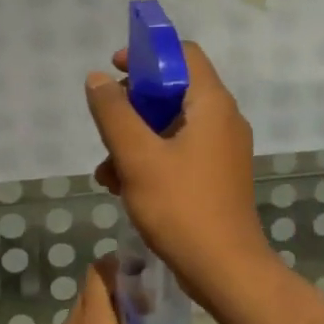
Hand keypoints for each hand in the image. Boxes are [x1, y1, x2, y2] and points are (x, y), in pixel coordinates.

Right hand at [84, 43, 275, 309]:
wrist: (225, 270)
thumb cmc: (181, 206)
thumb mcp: (137, 156)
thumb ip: (114, 113)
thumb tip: (97, 79)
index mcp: (212, 104)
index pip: (183, 54)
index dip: (147, 55)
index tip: (114, 71)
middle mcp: (223, 120)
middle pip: (173, 91)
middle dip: (132, 106)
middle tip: (106, 127)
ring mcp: (222, 150)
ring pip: (171, 126)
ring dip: (135, 139)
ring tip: (107, 170)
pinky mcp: (216, 176)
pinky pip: (179, 152)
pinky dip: (150, 160)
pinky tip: (122, 187)